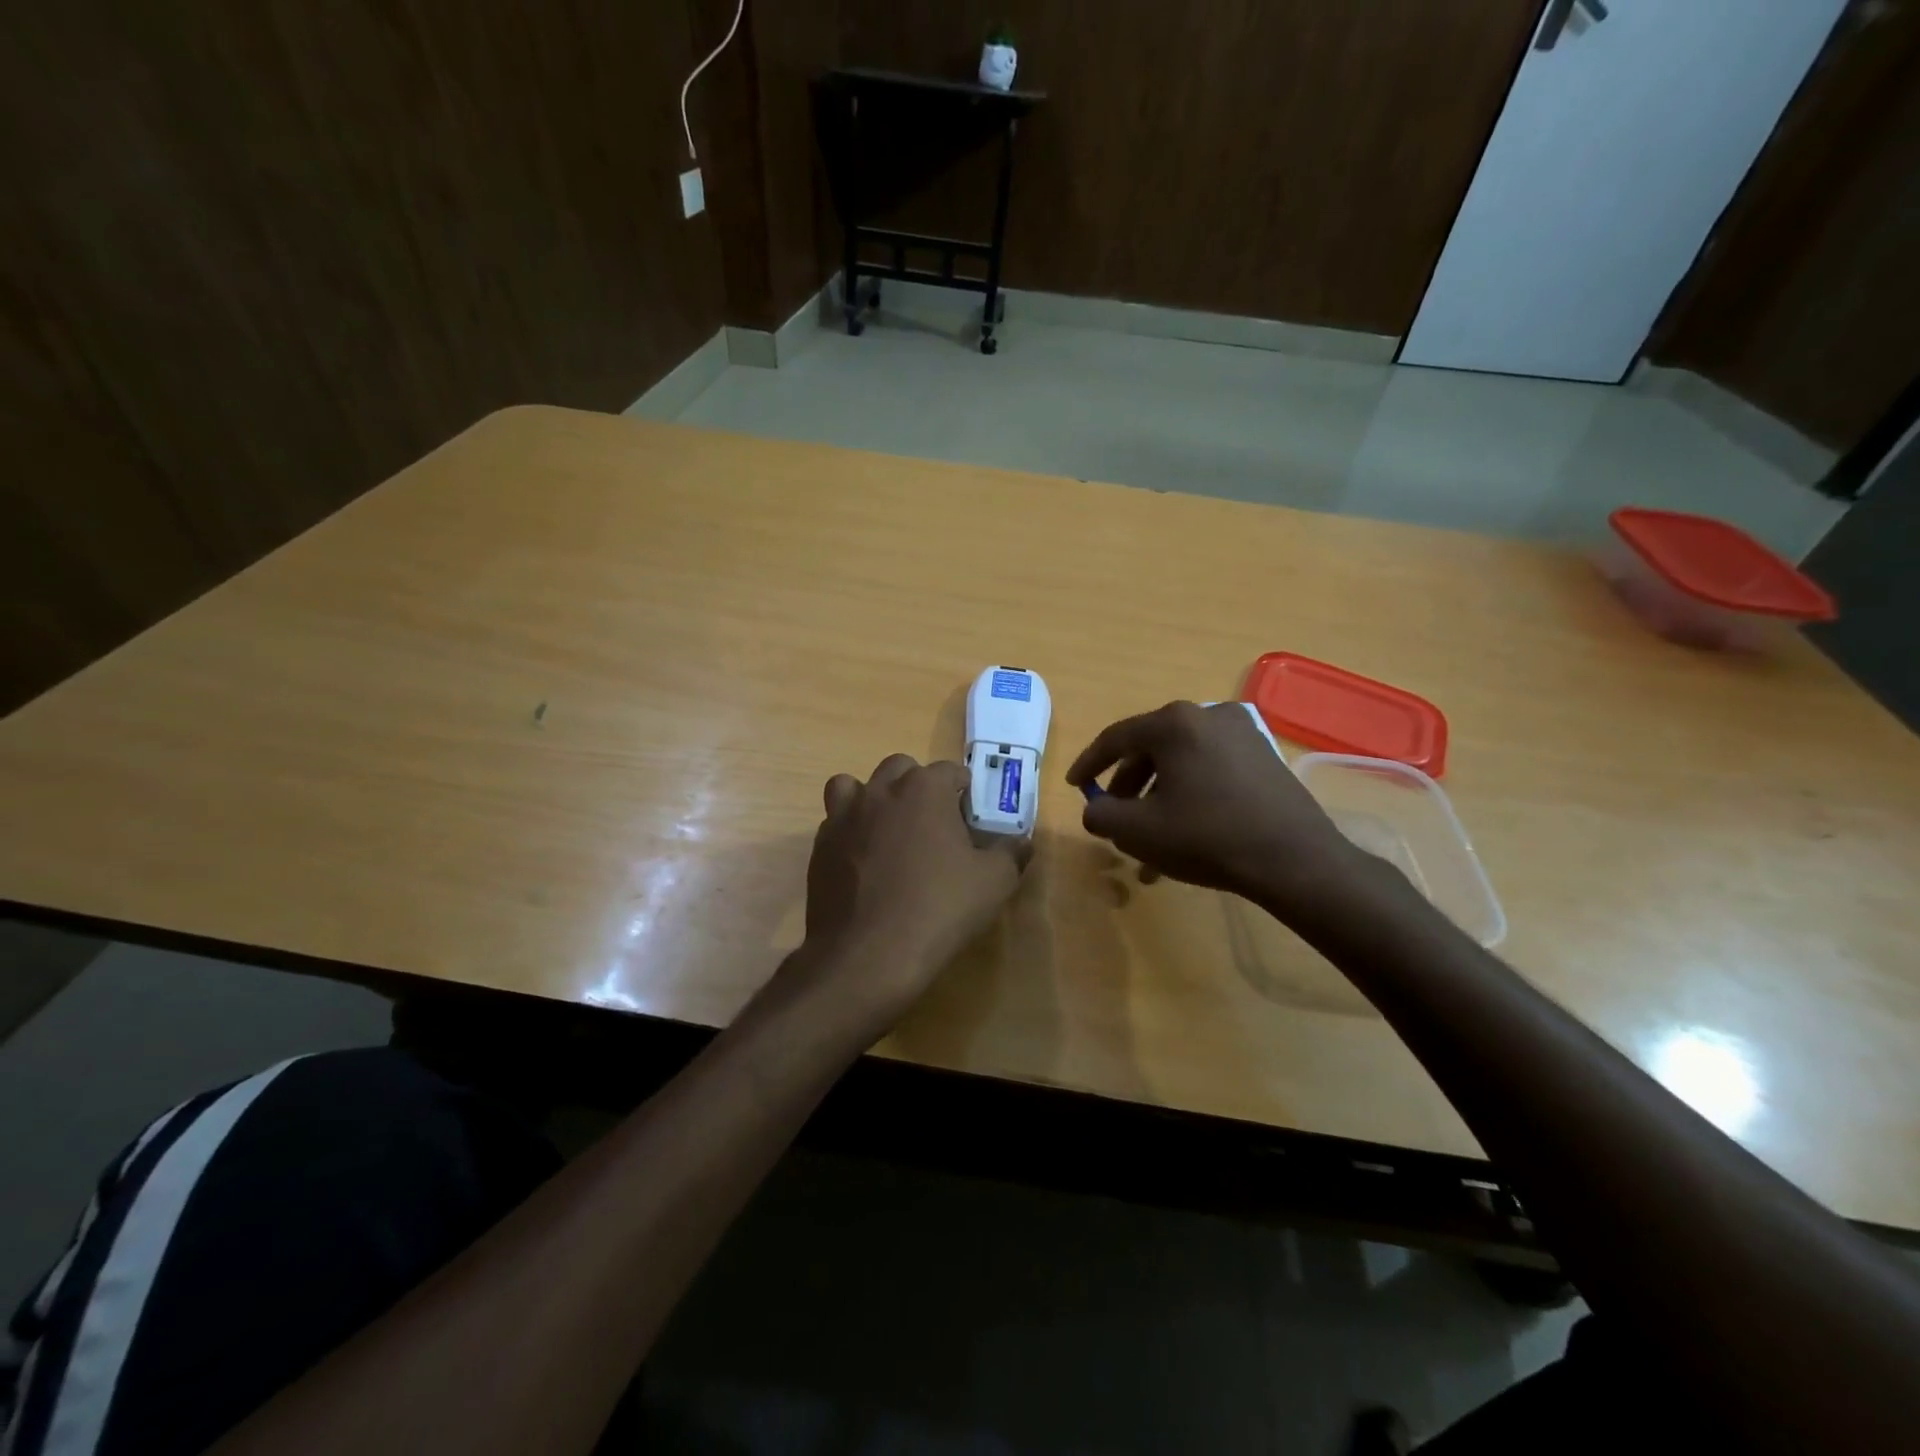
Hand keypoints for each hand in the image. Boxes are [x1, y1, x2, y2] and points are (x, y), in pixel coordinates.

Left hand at [799, 754, 1026, 1025]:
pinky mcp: (819, 846)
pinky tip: (864, 861)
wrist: (867, 956)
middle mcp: (880, 791)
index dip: (964, 790)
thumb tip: (1021, 842)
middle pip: (900, 768)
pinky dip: (850, 831)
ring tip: (888, 829)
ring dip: (873, 798)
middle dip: (918, 785)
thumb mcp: (994, 883)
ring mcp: (843, 816)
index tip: (971, 815)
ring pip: (854, 786)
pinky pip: (835, 822)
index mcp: (924, 789)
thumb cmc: (939, 910)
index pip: (950, 770)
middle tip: (933, 821)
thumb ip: (1010, 854)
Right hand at [1065, 701, 1363, 917]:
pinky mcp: (1265, 755)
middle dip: (1128, 786)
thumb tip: (1096, 809)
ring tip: (1152, 838)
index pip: (1116, 738)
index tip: (1075, 786)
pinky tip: (1186, 830)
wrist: (1295, 860)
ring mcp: (1243, 732)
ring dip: (1160, 796)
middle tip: (1115, 815)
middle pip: (1151, 748)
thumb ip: (1100, 814)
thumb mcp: (1138, 831)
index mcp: (1174, 723)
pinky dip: (1190, 793)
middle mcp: (1208, 714)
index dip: (1089, 764)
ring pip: (1182, 762)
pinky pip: (1211, 768)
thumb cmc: (1207, 837)